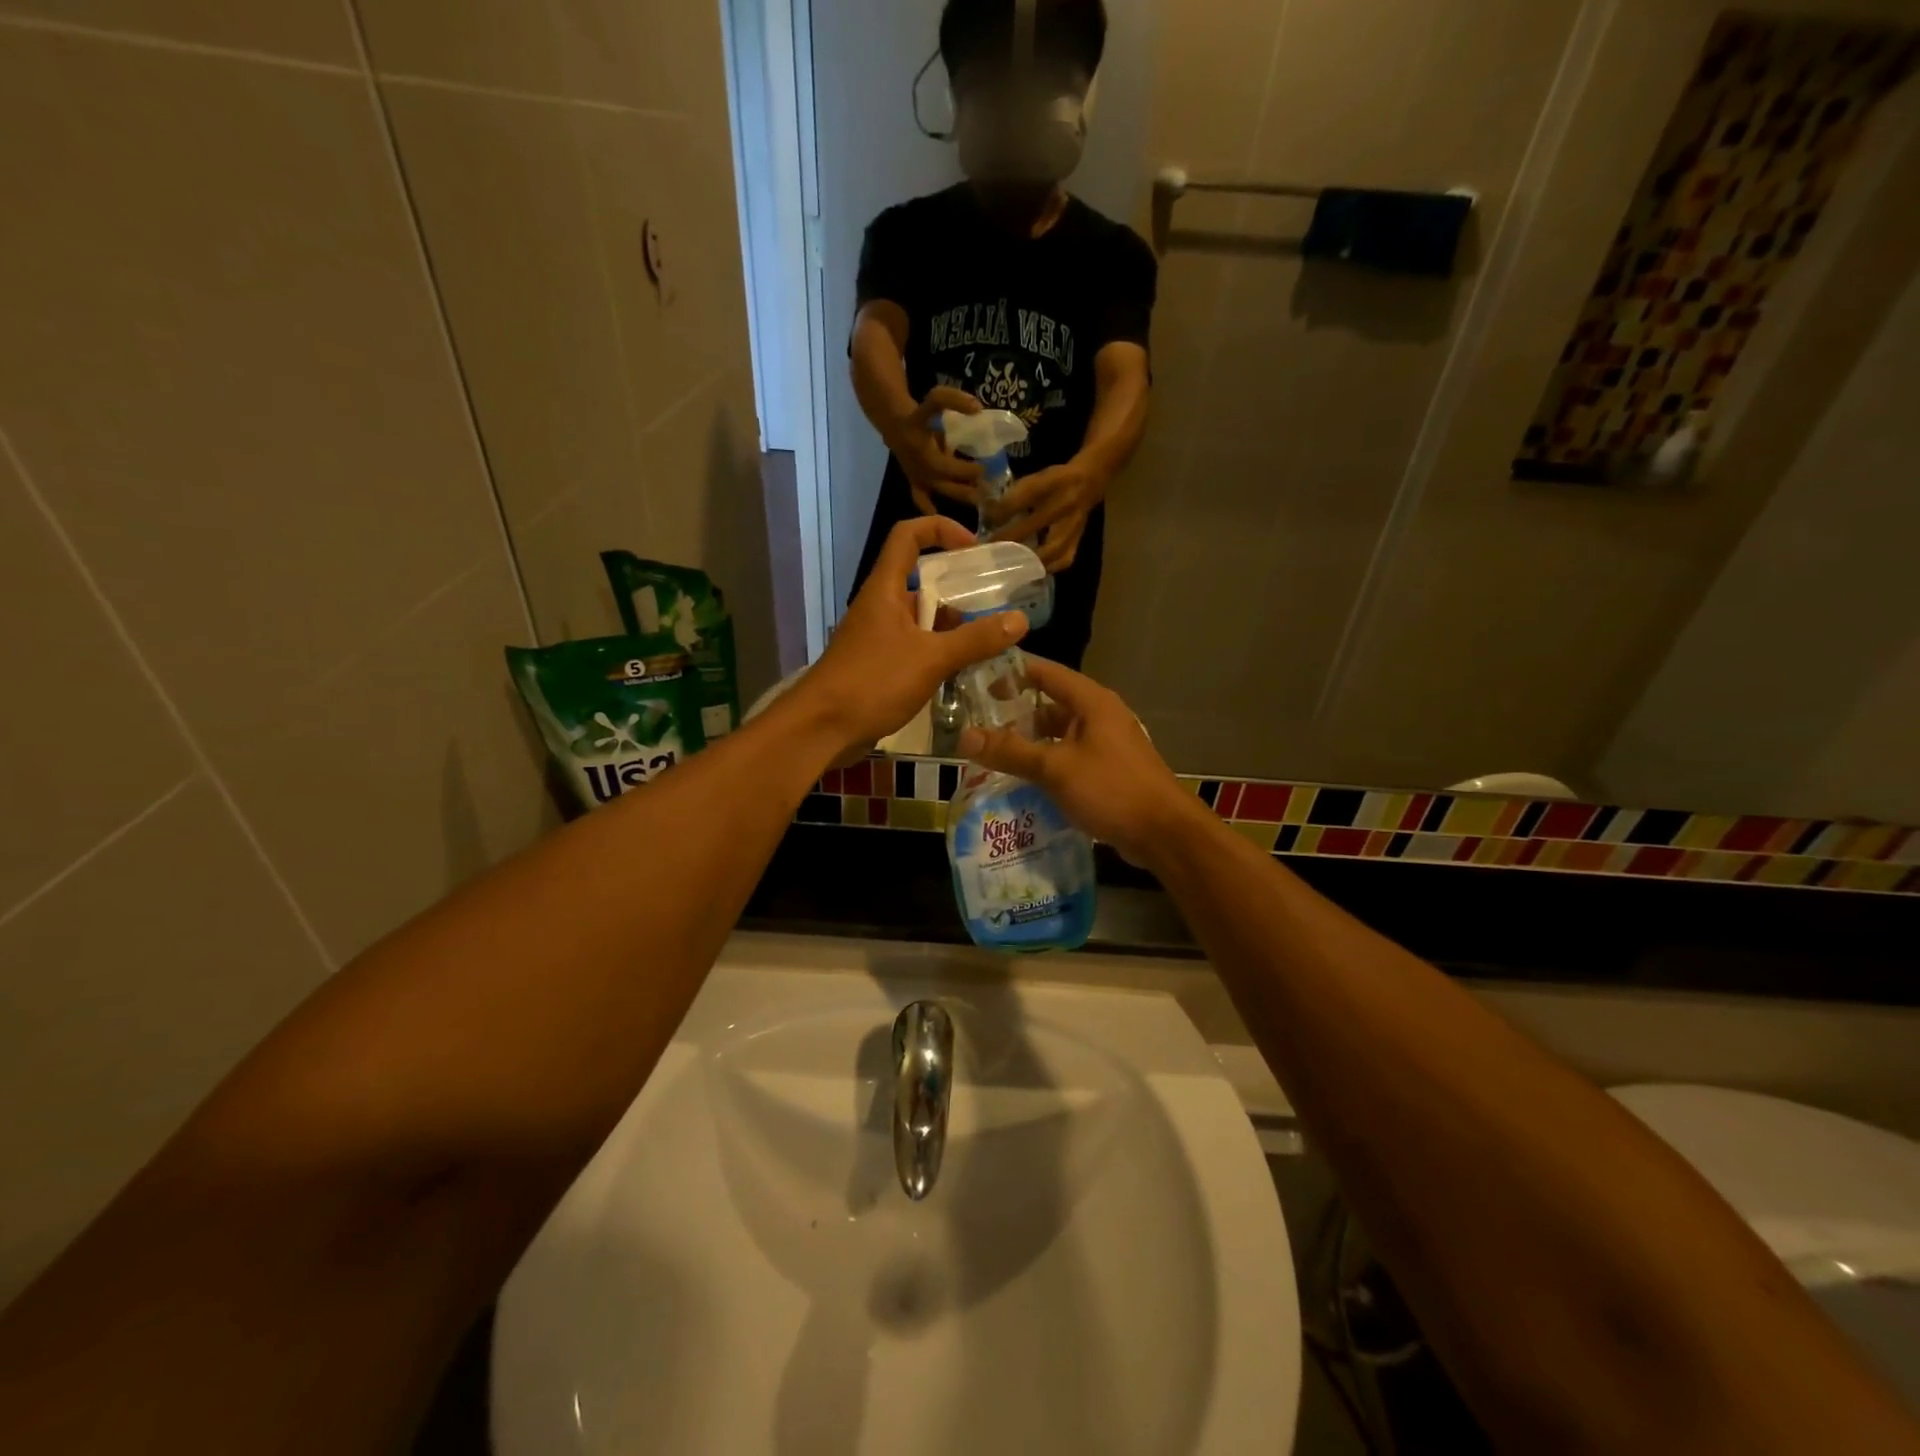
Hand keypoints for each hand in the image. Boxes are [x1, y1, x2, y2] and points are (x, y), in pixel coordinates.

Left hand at [797, 517, 1027, 760]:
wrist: (822, 728)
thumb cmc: (873, 682)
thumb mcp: (931, 659)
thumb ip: (975, 640)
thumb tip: (1020, 620)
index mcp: (885, 589)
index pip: (908, 536)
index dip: (941, 530)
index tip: (974, 549)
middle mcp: (880, 606)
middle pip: (920, 579)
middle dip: (957, 588)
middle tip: (994, 603)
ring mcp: (877, 637)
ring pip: (920, 618)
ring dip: (951, 625)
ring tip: (988, 639)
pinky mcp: (877, 665)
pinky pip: (914, 646)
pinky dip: (938, 651)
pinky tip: (962, 669)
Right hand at [886, 387, 983, 514]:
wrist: (895, 426)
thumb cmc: (920, 415)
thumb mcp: (934, 400)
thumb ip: (953, 400)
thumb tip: (977, 409)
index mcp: (922, 445)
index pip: (945, 460)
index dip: (964, 467)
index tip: (984, 468)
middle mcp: (918, 463)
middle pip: (944, 478)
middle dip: (966, 483)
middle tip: (987, 489)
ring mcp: (916, 475)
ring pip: (938, 489)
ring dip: (958, 495)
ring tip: (978, 501)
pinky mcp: (914, 483)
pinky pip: (921, 499)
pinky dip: (930, 509)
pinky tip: (944, 519)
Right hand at [957, 656, 1200, 866]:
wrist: (1164, 833)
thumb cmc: (1111, 789)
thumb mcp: (1055, 768)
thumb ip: (1011, 751)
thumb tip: (965, 737)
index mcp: (1092, 702)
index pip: (1046, 673)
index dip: (1012, 673)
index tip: (976, 678)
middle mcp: (1100, 716)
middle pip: (1050, 705)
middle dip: (1015, 714)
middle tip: (976, 722)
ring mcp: (1106, 744)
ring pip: (1059, 735)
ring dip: (1030, 743)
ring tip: (992, 752)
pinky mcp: (1108, 771)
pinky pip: (1069, 758)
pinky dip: (1047, 764)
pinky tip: (1022, 780)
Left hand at [986, 458, 1101, 570]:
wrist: (1088, 483)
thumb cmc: (1054, 481)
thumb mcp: (1034, 478)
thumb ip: (1013, 495)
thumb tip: (988, 514)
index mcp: (1052, 482)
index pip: (1025, 495)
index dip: (1003, 509)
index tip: (986, 520)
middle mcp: (1065, 503)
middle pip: (1035, 524)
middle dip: (1009, 538)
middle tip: (990, 549)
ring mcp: (1074, 525)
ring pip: (1051, 548)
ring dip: (1028, 559)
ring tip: (1008, 565)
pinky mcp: (1078, 540)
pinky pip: (1063, 560)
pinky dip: (1046, 568)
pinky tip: (1031, 572)